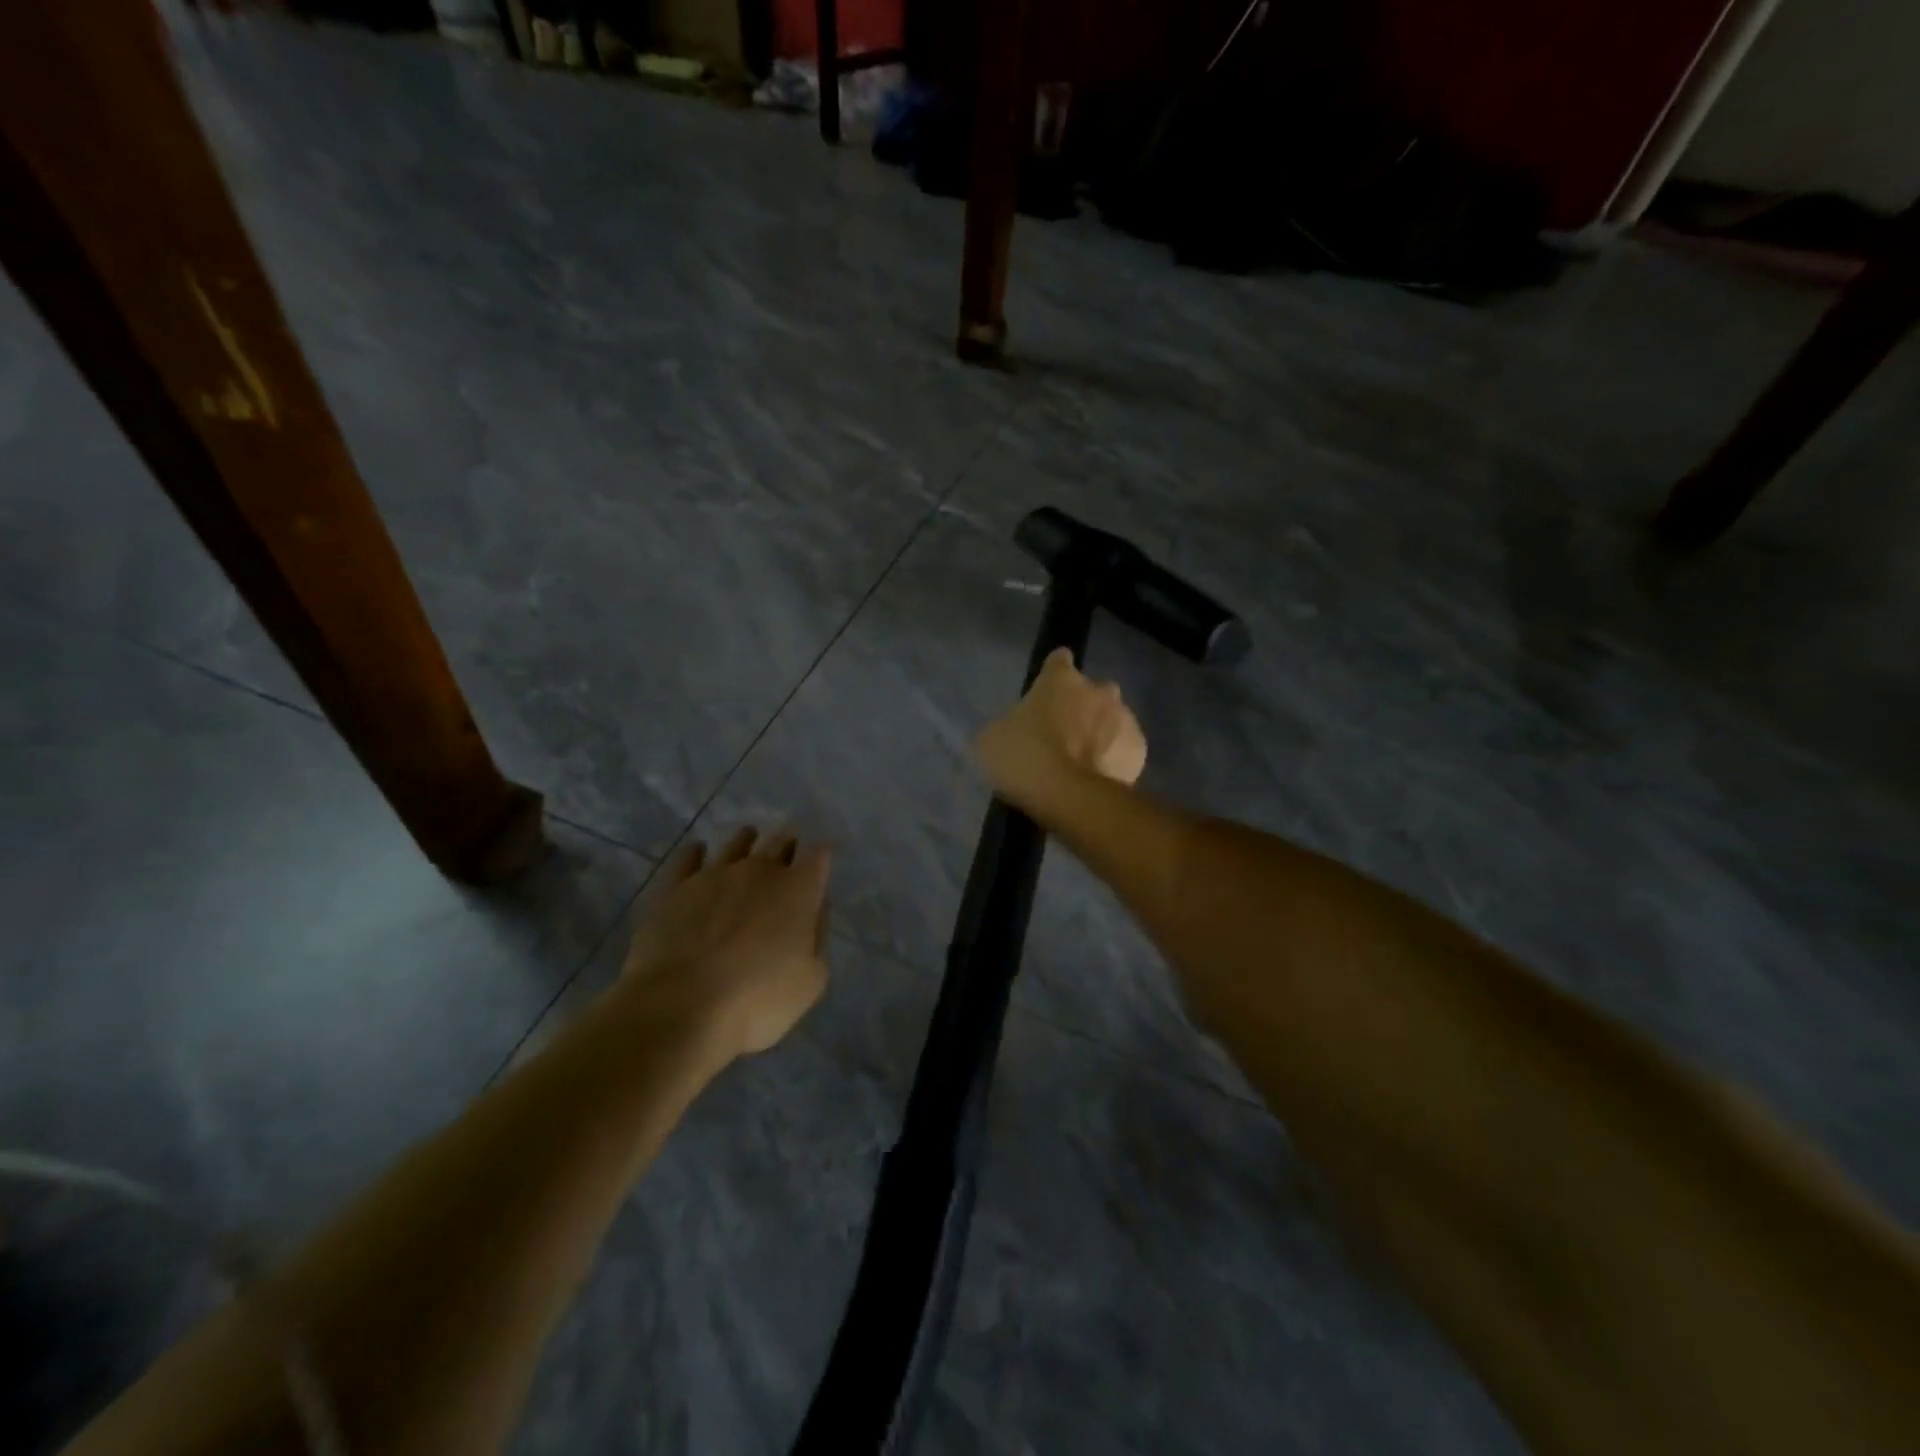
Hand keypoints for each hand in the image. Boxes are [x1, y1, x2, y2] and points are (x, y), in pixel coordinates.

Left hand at [620, 827, 831, 1057]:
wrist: (681, 1007)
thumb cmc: (759, 1000)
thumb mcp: (811, 980)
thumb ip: (818, 937)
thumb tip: (816, 909)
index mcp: (798, 890)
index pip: (818, 856)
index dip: (822, 853)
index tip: (823, 853)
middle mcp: (759, 871)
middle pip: (778, 842)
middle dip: (787, 841)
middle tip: (789, 841)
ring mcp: (713, 875)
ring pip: (735, 844)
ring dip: (746, 839)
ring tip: (749, 836)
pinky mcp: (674, 888)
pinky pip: (687, 859)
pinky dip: (696, 852)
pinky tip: (698, 850)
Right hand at [975, 647, 1146, 799]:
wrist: (1067, 798)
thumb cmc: (1023, 759)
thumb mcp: (993, 738)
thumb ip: (1010, 724)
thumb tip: (1016, 730)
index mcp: (1060, 679)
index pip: (1058, 661)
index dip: (1051, 676)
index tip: (1045, 694)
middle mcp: (1099, 689)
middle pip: (1091, 691)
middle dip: (1081, 708)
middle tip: (1062, 736)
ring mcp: (1124, 718)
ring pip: (1112, 719)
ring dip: (1100, 734)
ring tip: (1082, 764)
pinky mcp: (1139, 750)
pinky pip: (1125, 749)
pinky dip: (1114, 759)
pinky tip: (1098, 778)